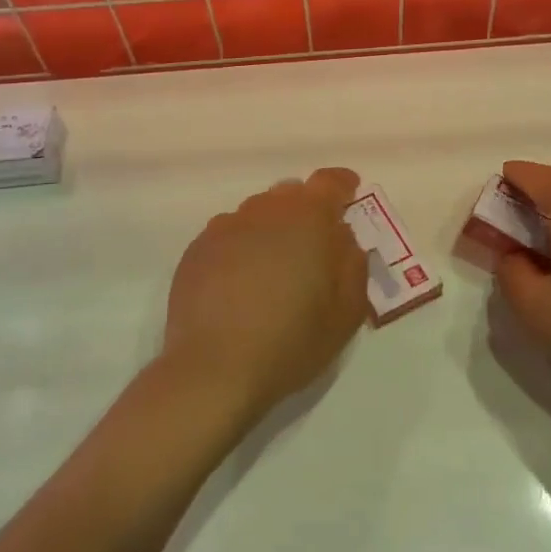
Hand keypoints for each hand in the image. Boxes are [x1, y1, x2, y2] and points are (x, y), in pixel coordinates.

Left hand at [162, 167, 369, 421]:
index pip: (329, 182)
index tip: (349, 196)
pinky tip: (242, 283)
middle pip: (290, 195)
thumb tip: (343, 239)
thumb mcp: (346, 312)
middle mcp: (264, 211)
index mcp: (307, 218)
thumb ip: (353, 265)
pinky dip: (242, 247)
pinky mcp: (197, 249)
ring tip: (275, 269)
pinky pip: (229, 235)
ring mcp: (225, 227)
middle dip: (306, 211)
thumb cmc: (291, 341)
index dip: (343, 186)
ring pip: (257, 214)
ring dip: (272, 229)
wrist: (214, 369)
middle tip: (314, 246)